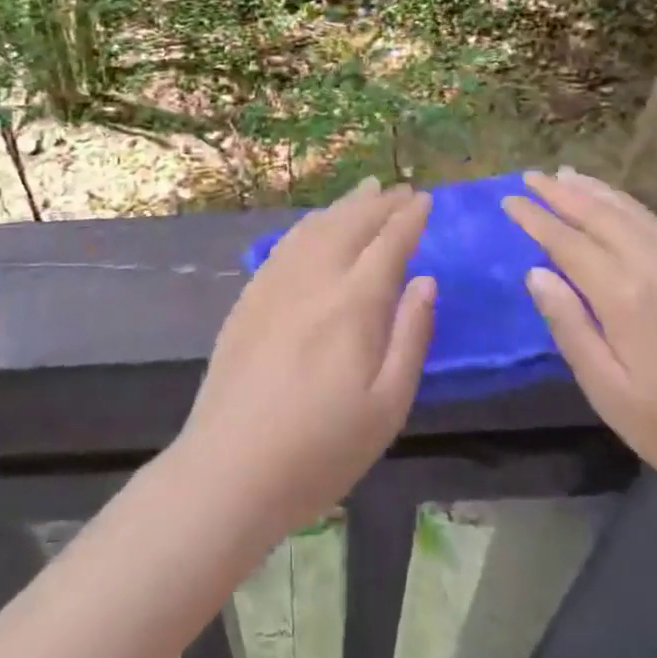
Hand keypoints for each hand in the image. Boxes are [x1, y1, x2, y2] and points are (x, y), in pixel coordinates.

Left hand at [175, 178, 436, 538]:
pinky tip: (316, 225)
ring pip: (315, 227)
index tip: (425, 200)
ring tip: (365, 191)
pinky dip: (310, 224)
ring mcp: (275, 283)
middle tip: (401, 190)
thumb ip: (411, 336)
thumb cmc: (321, 449)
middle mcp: (314, 279)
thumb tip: (425, 280)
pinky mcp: (250, 297)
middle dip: (380, 203)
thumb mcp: (388, 406)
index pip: (388, 244)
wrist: (231, 467)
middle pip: (351, 224)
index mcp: (354, 303)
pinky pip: (285, 243)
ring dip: (345, 205)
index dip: (409, 219)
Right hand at [503, 168, 656, 518]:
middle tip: (531, 177)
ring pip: (635, 214)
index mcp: (625, 295)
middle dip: (562, 193)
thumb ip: (569, 326)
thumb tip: (537, 274)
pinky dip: (633, 207)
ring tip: (568, 176)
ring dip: (597, 192)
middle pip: (601, 215)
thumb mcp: (607, 390)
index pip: (568, 242)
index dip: (536, 218)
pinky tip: (622, 207)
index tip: (509, 201)